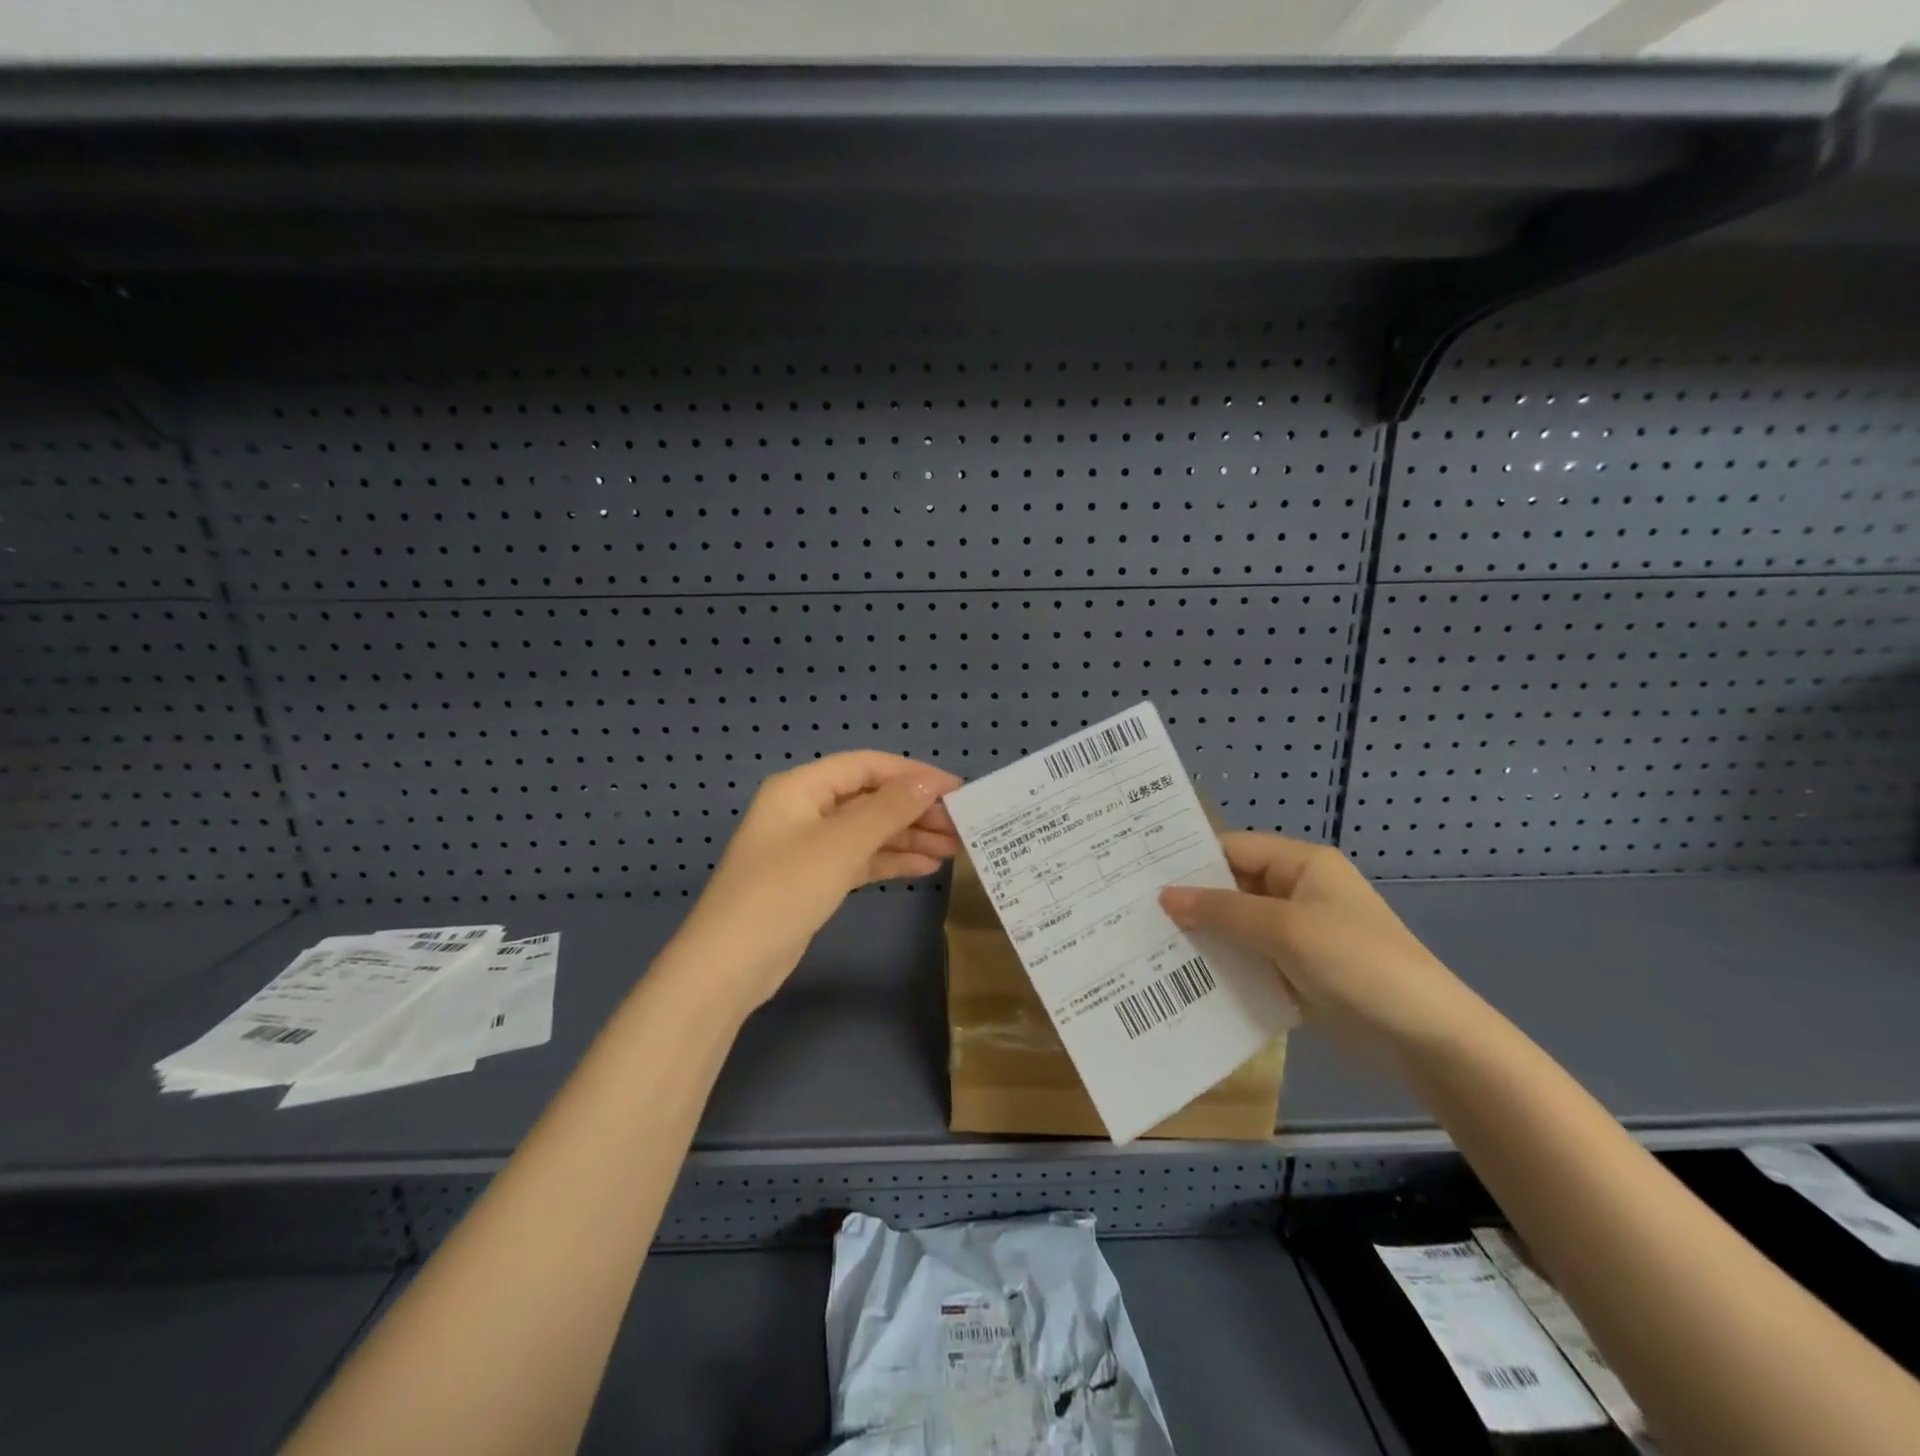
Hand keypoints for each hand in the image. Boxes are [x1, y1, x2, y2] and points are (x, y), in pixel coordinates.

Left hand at [671, 752, 962, 1009]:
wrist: (729, 965)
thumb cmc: (783, 891)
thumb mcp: (840, 845)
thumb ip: (887, 809)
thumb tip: (929, 780)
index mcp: (801, 787)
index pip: (866, 766)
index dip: (912, 774)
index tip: (956, 789)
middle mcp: (805, 809)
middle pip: (869, 798)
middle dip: (914, 809)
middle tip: (960, 825)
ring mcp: (808, 846)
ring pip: (868, 831)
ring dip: (908, 836)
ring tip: (954, 847)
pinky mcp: (814, 879)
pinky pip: (860, 859)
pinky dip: (890, 861)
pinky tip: (925, 867)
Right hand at [1159, 832, 1481, 1056]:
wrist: (1426, 1037)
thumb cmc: (1357, 963)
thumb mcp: (1285, 929)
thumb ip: (1222, 911)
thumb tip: (1164, 896)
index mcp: (1300, 865)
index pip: (1232, 849)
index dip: (1189, 861)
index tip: (1139, 875)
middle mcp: (1296, 892)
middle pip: (1232, 888)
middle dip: (1190, 902)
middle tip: (1133, 912)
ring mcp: (1297, 934)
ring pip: (1237, 927)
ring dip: (1204, 937)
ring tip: (1146, 945)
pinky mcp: (1297, 971)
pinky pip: (1250, 959)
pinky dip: (1223, 965)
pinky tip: (1183, 977)